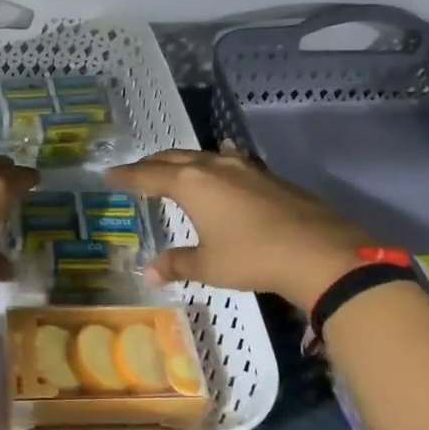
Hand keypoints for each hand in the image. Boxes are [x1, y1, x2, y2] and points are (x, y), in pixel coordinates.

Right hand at [106, 142, 372, 307]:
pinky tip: (223, 160)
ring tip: (172, 168)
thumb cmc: (252, 258)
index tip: (109, 175)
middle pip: (173, 159)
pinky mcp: (267, 176)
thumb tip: (149, 273)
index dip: (127, 176)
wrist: (319, 252)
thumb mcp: (208, 265)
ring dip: (182, 162)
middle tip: (135, 171)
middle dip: (151, 165)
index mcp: (190, 184)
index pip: (148, 175)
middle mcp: (213, 167)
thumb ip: (177, 263)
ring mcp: (243, 168)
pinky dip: (215, 162)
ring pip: (202, 157)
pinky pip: (229, 161)